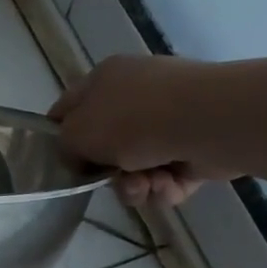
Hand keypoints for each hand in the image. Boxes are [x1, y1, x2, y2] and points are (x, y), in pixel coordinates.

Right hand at [49, 54, 232, 208]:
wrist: (209, 122)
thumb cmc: (134, 120)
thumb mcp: (77, 133)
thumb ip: (64, 146)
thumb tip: (77, 156)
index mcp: (105, 79)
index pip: (69, 108)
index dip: (59, 136)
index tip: (57, 163)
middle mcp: (137, 95)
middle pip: (106, 146)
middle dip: (107, 172)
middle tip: (110, 180)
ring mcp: (171, 120)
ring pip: (137, 167)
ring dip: (136, 185)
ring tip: (146, 186)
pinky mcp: (197, 147)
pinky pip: (168, 177)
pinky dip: (165, 187)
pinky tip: (168, 185)